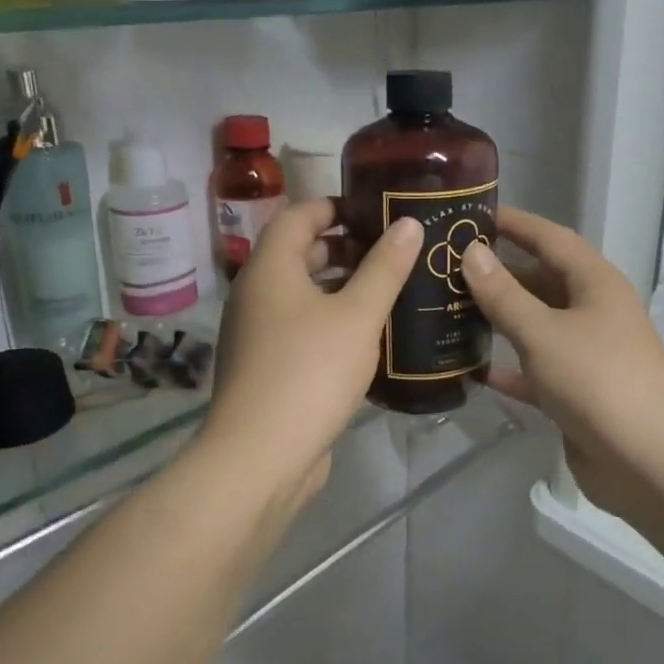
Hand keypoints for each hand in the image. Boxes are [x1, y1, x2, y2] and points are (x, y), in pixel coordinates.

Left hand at [201, 199, 421, 511]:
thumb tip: (408, 223)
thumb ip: (385, 268)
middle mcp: (256, 294)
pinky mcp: (266, 367)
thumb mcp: (358, 315)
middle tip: (392, 251)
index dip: (335, 206)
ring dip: (341, 288)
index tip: (376, 211)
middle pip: (299, 254)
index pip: (298, 216)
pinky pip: (301, 328)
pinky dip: (331, 321)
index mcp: (270, 269)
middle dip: (344, 248)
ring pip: (302, 295)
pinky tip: (368, 337)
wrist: (260, 457)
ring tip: (389, 291)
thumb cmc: (310, 371)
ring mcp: (257, 334)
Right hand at [461, 208, 663, 522]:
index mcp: (595, 283)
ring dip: (500, 319)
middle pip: (541, 281)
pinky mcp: (577, 392)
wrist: (645, 460)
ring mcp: (587, 353)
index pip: (550, 238)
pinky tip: (472, 368)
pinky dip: (509, 366)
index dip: (514, 224)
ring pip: (537, 325)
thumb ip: (502, 294)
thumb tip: (472, 253)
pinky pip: (536, 369)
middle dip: (499, 274)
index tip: (473, 215)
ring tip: (450, 311)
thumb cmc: (595, 379)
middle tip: (448, 269)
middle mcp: (594, 311)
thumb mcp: (541, 331)